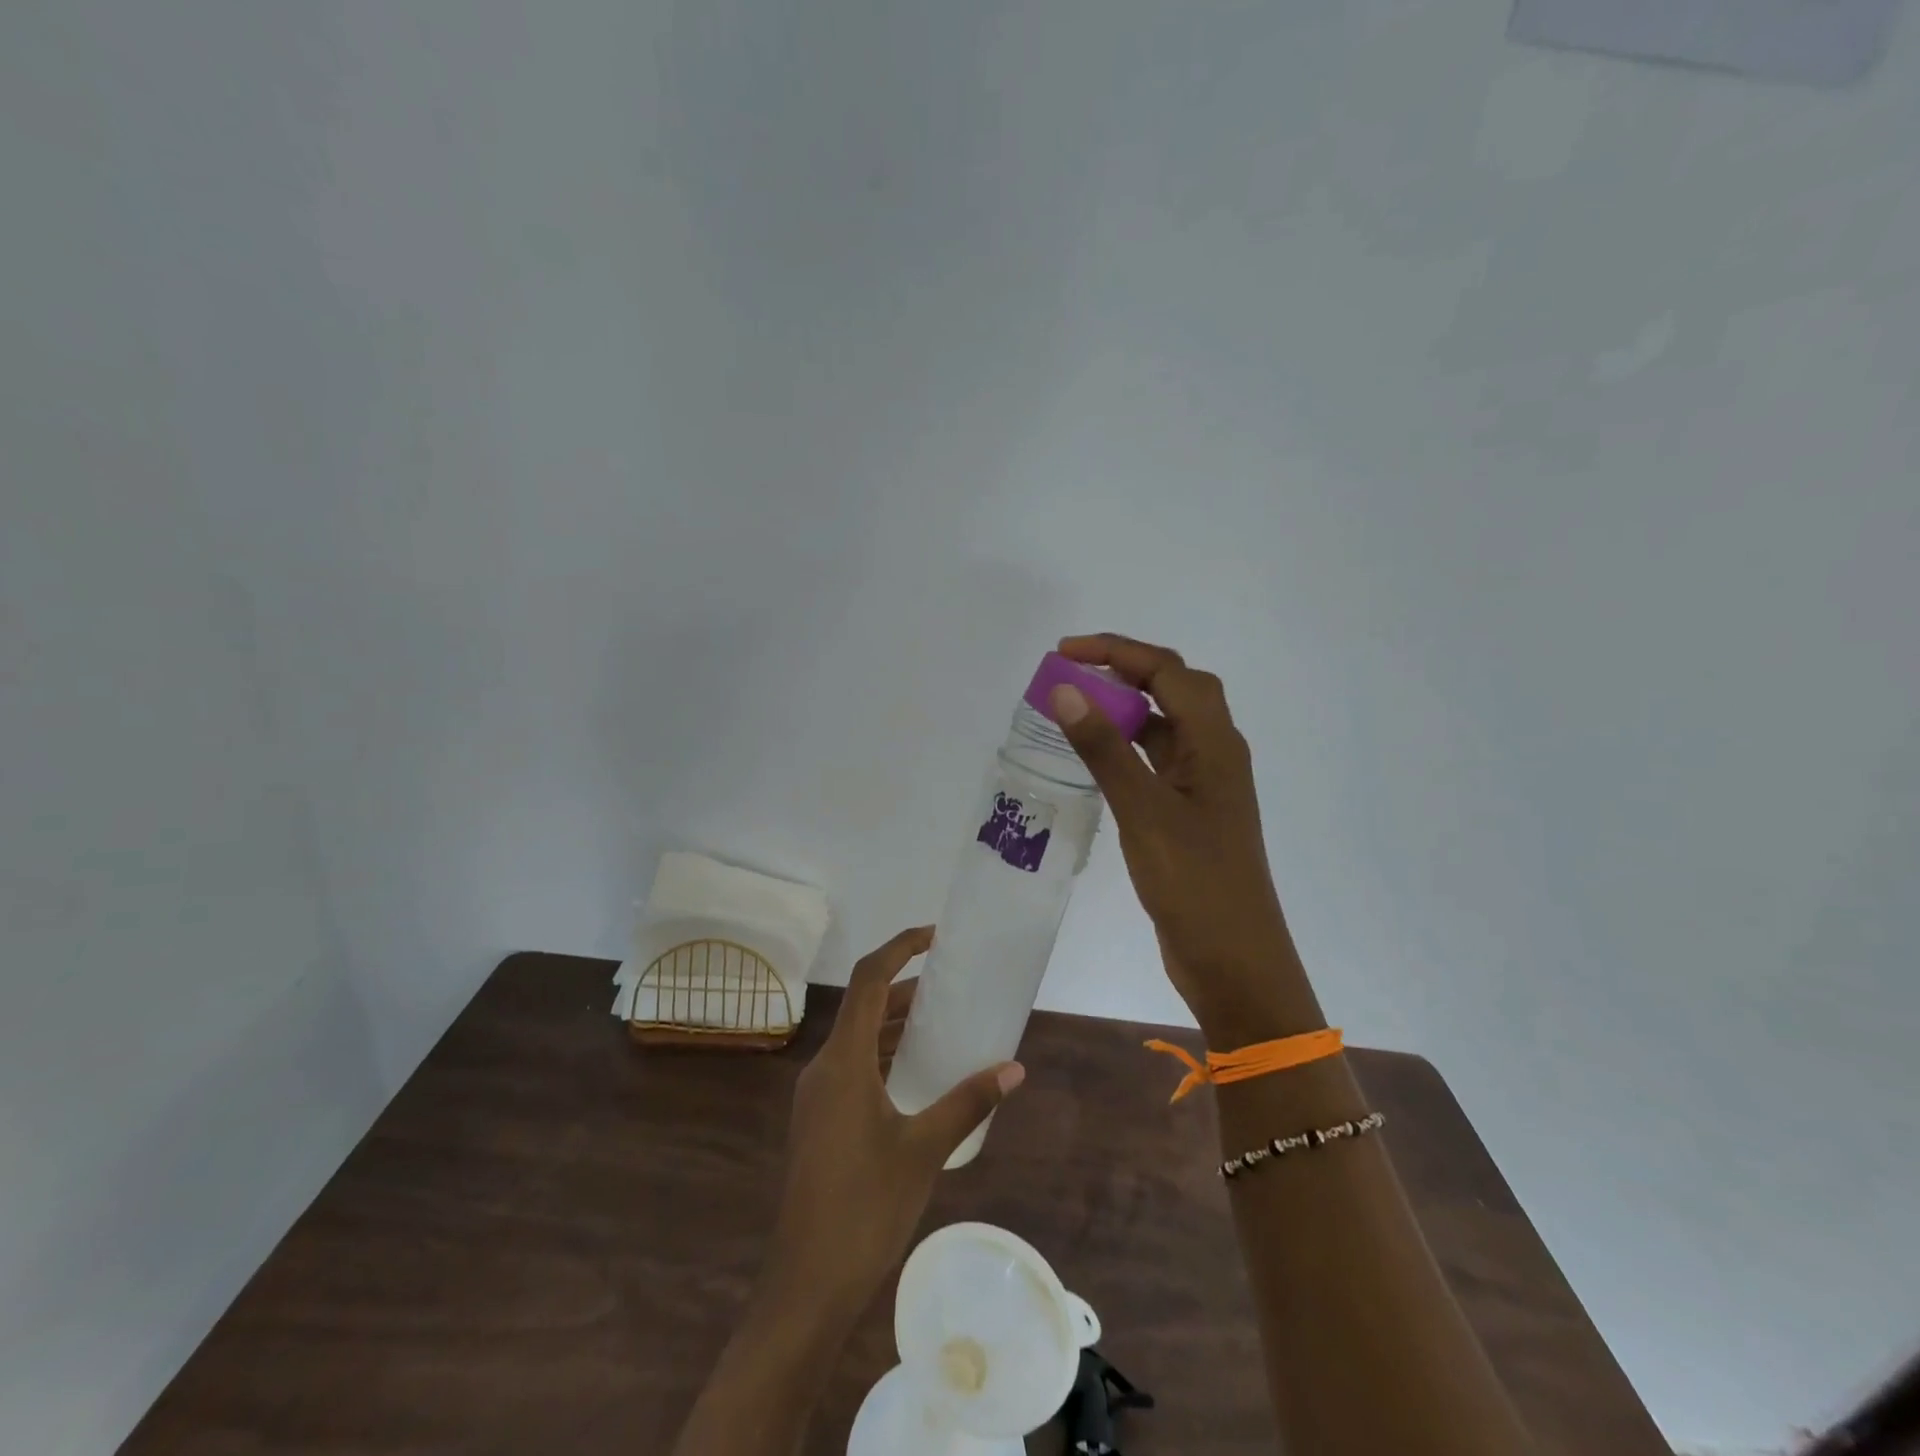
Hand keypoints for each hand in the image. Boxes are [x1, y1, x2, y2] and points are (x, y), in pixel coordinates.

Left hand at [760, 927, 1024, 1327]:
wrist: (806, 1286)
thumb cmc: (865, 1207)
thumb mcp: (924, 1149)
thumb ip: (968, 1102)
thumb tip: (1013, 1068)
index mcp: (843, 1062)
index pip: (868, 980)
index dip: (900, 948)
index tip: (935, 936)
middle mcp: (823, 1068)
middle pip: (862, 1007)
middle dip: (904, 987)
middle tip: (949, 983)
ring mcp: (816, 1097)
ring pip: (857, 1039)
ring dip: (893, 1023)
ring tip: (938, 1022)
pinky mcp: (818, 1122)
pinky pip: (852, 1067)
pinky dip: (883, 1054)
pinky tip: (914, 1076)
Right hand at [1049, 633, 1323, 1041]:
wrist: (1234, 961)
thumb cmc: (1195, 884)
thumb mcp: (1144, 811)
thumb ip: (1105, 749)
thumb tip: (1066, 690)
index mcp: (1216, 743)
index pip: (1168, 671)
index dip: (1117, 651)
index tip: (1064, 653)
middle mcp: (1216, 753)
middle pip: (1174, 688)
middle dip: (1124, 669)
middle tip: (1071, 671)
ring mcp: (1205, 785)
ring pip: (1165, 726)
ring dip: (1126, 707)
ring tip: (1078, 706)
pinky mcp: (1190, 813)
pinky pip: (1157, 761)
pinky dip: (1128, 747)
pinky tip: (1098, 758)